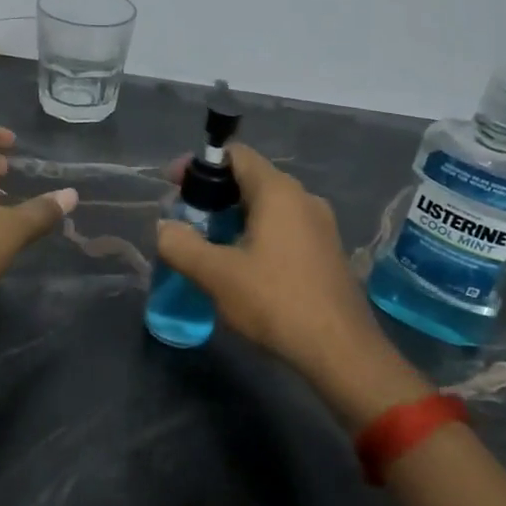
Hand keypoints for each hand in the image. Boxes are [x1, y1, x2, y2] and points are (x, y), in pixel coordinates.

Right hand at [156, 144, 409, 421]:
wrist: (340, 350)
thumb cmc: (275, 302)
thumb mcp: (216, 274)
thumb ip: (181, 245)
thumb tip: (165, 228)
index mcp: (278, 192)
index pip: (236, 154)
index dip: (199, 164)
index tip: (173, 186)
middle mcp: (303, 198)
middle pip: (250, 179)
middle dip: (213, 195)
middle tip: (185, 221)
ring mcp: (320, 225)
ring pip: (267, 206)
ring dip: (233, 217)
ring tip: (207, 246)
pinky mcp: (326, 251)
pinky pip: (284, 228)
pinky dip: (256, 234)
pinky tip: (241, 266)